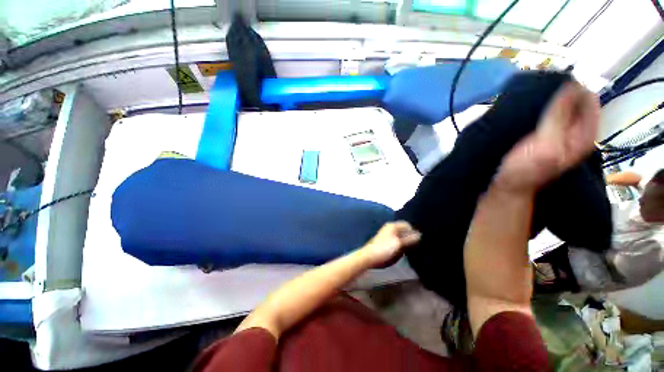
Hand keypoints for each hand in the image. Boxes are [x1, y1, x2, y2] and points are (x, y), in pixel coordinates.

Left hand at [362, 221, 420, 267]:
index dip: (414, 231)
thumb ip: (410, 239)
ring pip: (399, 235)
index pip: (406, 224)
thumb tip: (420, 234)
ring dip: (405, 241)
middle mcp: (389, 228)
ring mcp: (386, 234)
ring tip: (412, 248)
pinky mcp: (384, 242)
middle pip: (403, 230)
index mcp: (392, 226)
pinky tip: (403, 251)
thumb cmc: (384, 248)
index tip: (421, 239)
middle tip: (418, 244)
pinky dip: (400, 244)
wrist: (369, 256)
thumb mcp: (399, 244)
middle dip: (410, 235)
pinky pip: (396, 240)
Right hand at [495, 81, 599, 192]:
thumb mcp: (546, 143)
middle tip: (539, 93)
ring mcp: (561, 132)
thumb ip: (560, 116)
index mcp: (585, 134)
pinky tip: (529, 108)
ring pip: (562, 106)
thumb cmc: (526, 168)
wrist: (508, 184)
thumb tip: (570, 84)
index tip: (552, 85)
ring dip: (550, 100)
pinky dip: (541, 107)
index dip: (574, 89)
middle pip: (577, 101)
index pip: (589, 100)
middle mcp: (577, 131)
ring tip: (532, 98)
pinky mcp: (546, 133)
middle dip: (561, 93)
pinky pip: (549, 113)